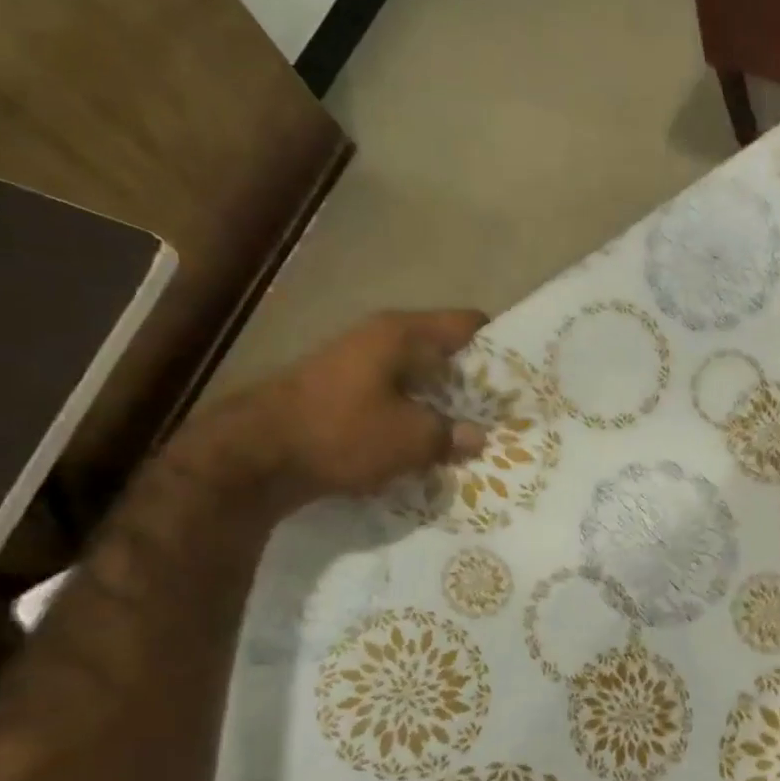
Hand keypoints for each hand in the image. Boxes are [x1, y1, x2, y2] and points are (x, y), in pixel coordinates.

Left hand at [194, 309, 489, 509]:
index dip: (499, 345)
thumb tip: (477, 436)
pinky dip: (415, 417)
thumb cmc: (342, 433)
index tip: (524, 374)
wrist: (255, 456)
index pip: (468, 324)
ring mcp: (357, 365)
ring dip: (444, 404)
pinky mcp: (342, 394)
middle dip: (474, 383)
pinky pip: (394, 399)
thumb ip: (451, 435)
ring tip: (475, 433)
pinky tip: (432, 445)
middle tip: (505, 412)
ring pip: (418, 380)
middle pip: (444, 353)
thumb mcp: (410, 439)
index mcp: (402, 333)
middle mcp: (380, 339)